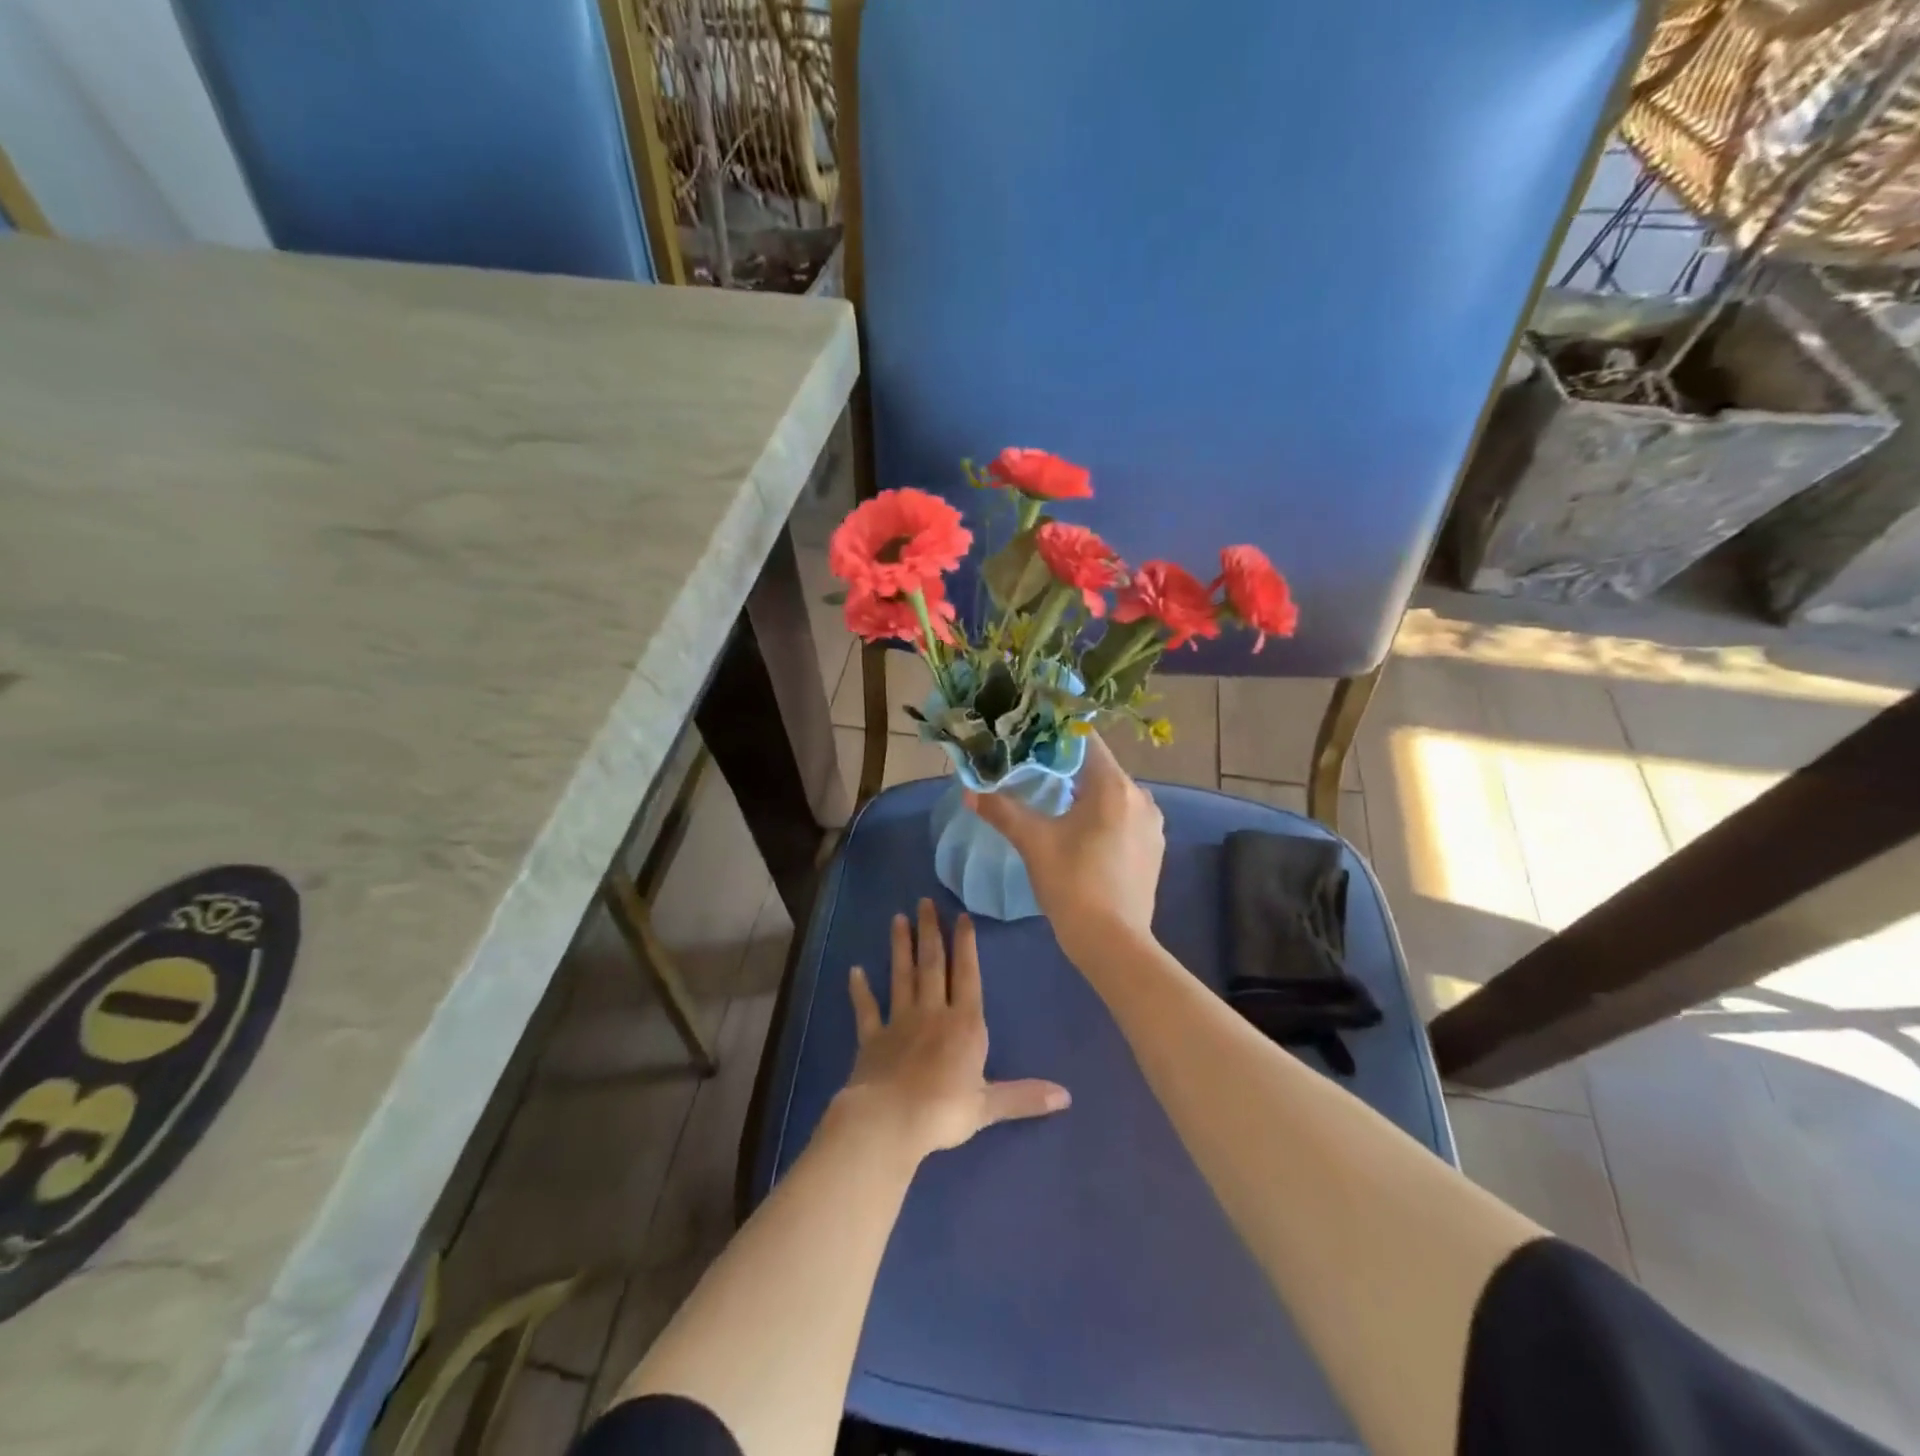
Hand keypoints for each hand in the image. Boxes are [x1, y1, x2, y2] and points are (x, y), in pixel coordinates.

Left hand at [836, 898, 1069, 1162]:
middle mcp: (932, 1013)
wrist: (890, 1120)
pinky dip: (860, 990)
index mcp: (964, 1024)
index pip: (967, 975)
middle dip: (930, 932)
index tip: (961, 916)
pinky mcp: (872, 1038)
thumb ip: (1025, 1097)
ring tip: (898, 918)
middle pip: (932, 965)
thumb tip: (1067, 1096)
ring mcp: (899, 1022)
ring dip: (900, 947)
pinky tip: (854, 970)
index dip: (965, 945)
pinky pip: (866, 1009)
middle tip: (924, 901)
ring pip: (902, 976)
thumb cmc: (944, 1111)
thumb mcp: (989, 1106)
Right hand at [964, 733, 1164, 959]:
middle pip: (1099, 768)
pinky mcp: (1154, 848)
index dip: (1056, 736)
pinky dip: (1102, 816)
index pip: (1086, 741)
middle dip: (1067, 768)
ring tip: (1053, 803)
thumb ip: (1002, 810)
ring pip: (1112, 794)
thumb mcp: (1033, 842)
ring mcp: (1152, 824)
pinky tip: (1080, 833)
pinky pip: (1124, 817)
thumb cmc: (1073, 884)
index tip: (1030, 738)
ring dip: (1085, 794)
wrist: (1113, 942)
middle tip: (1033, 771)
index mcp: (1114, 786)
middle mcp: (1141, 797)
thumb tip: (970, 790)